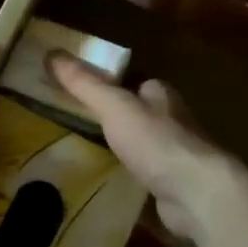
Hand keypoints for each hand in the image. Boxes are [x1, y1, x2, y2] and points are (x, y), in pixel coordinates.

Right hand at [46, 52, 236, 238]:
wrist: (195, 193)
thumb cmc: (155, 141)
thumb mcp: (114, 106)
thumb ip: (84, 84)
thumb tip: (52, 53)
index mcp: (161, 96)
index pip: (137, 83)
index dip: (114, 85)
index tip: (86, 92)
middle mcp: (173, 122)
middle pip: (141, 114)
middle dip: (118, 119)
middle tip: (81, 125)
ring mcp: (175, 156)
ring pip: (144, 146)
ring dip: (124, 149)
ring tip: (89, 155)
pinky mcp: (174, 186)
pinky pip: (146, 176)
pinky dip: (131, 177)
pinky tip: (111, 184)